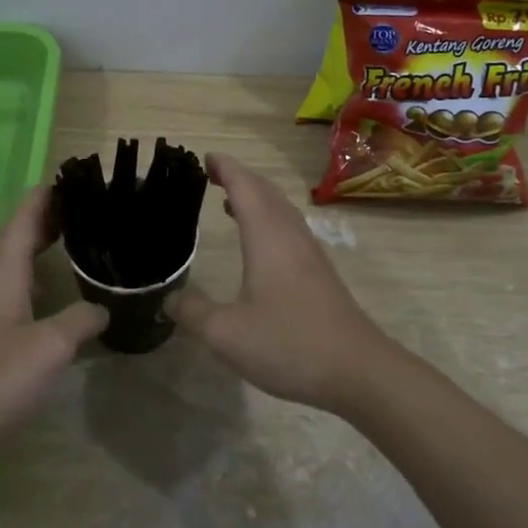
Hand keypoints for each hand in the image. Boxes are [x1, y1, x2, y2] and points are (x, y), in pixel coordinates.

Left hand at [0, 188, 106, 462]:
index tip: (82, 177)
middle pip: (20, 234)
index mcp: (1, 270)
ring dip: (45, 245)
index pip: (25, 215)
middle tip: (94, 207)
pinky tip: (60, 292)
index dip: (50, 193)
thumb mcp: (48, 347)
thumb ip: (80, 320)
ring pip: (17, 261)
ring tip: (83, 239)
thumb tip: (103, 308)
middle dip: (53, 216)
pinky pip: (17, 288)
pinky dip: (40, 277)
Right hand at [167, 154, 405, 415]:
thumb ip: (193, 312)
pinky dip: (270, 220)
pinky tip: (261, 245)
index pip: (244, 188)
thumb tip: (169, 299)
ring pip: (282, 211)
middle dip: (240, 178)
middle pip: (266, 193)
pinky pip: (290, 230)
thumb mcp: (226, 333)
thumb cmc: (289, 343)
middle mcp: (290, 237)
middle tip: (214, 173)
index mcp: (267, 238)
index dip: (225, 169)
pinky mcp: (320, 274)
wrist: (357, 370)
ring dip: (257, 198)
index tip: (206, 158)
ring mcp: (310, 255)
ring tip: (231, 202)